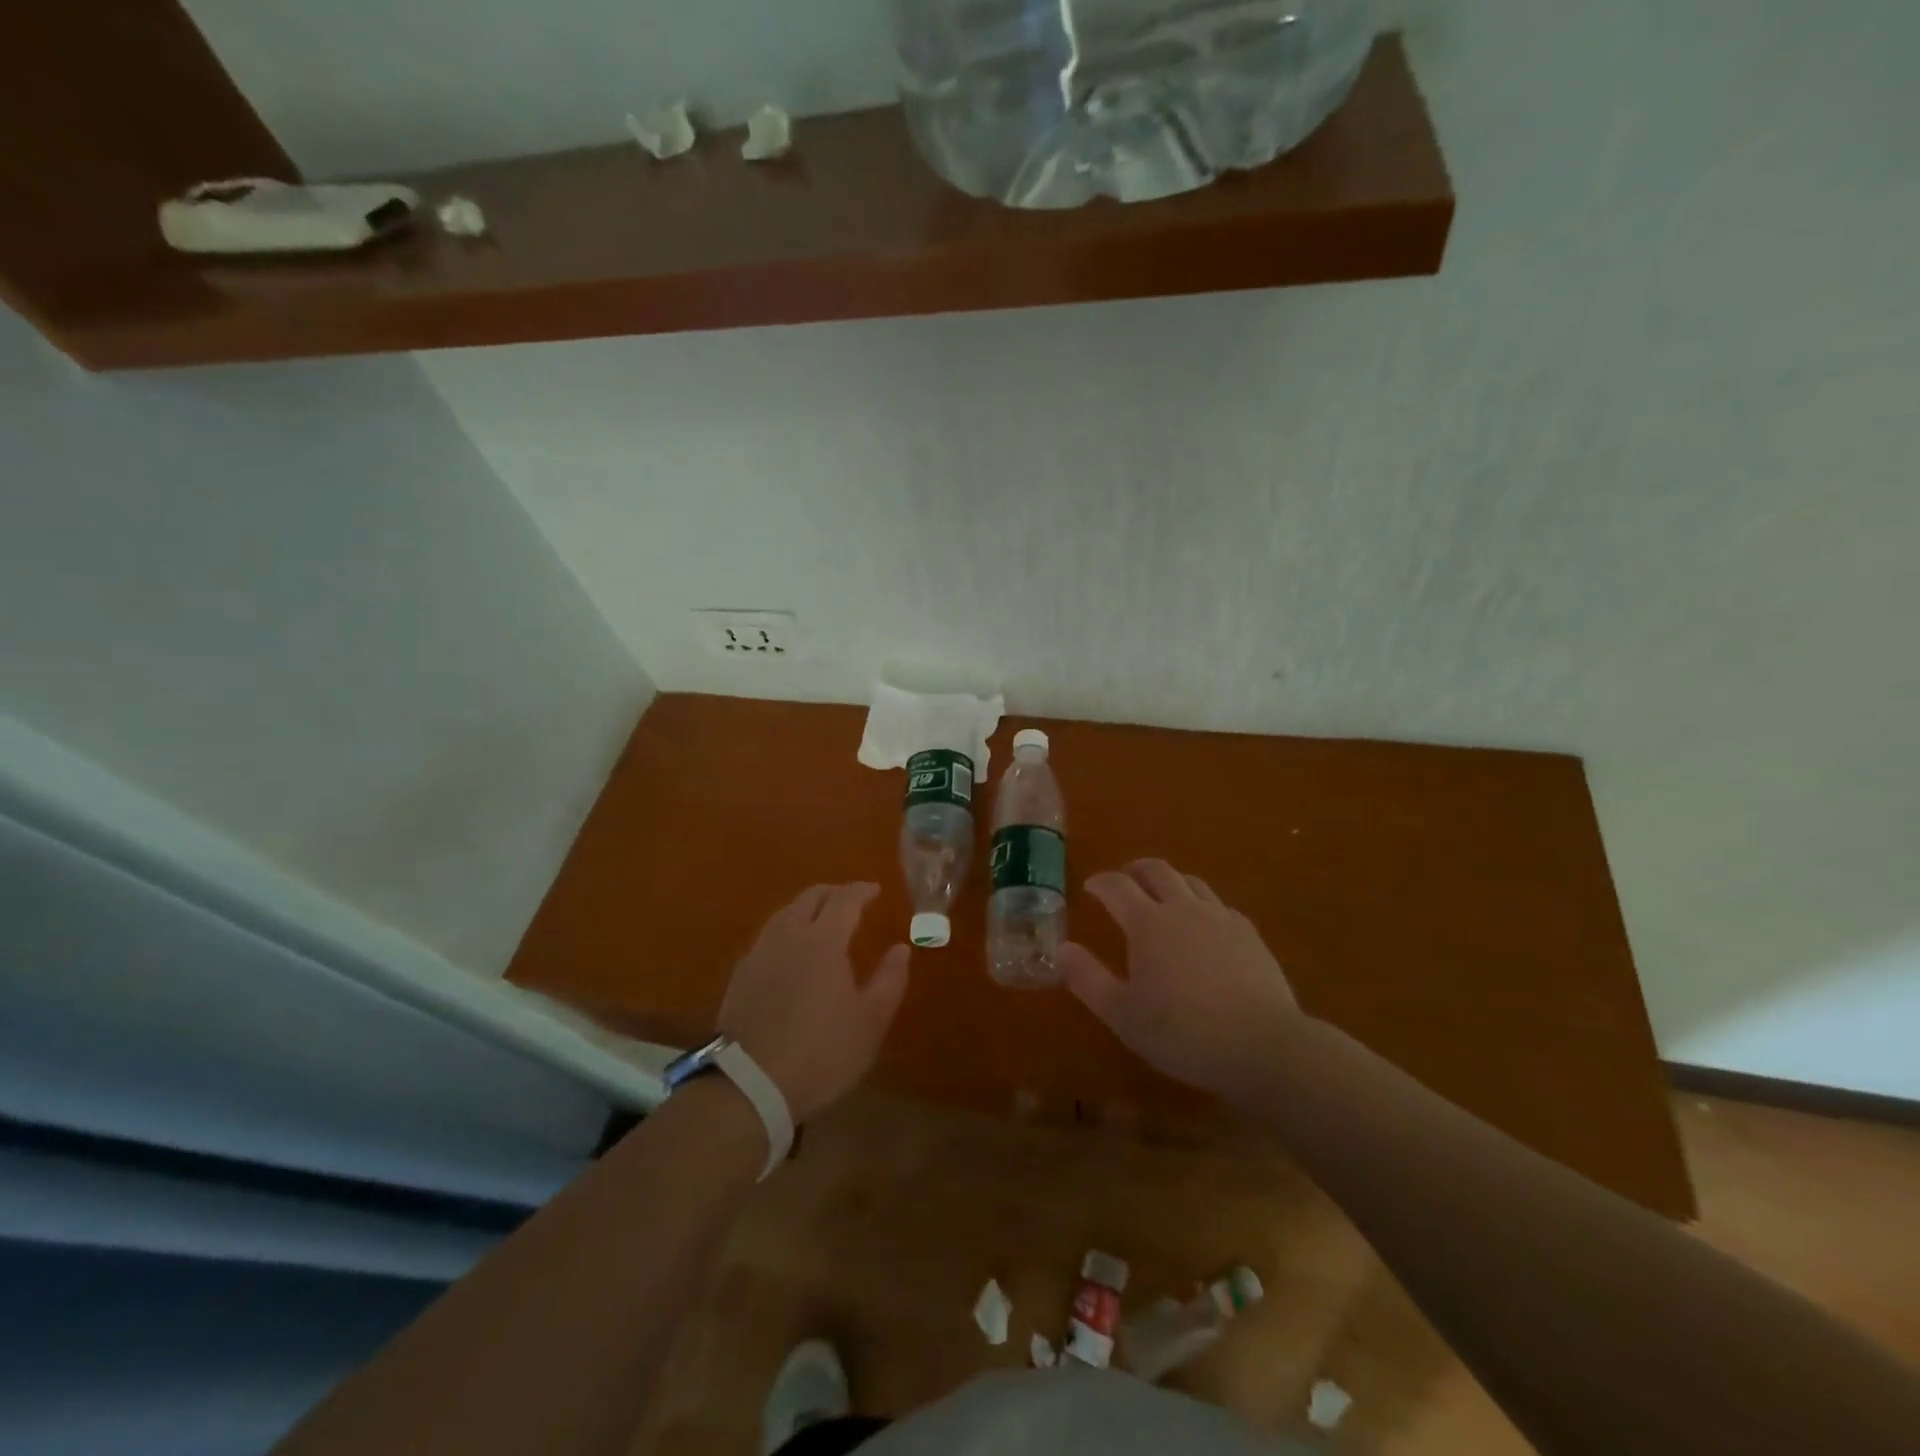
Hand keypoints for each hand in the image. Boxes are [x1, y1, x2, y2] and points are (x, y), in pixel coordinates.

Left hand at [718, 883, 909, 1122]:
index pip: (844, 900)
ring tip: (821, 920)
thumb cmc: (821, 1052)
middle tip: (850, 899)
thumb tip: (901, 949)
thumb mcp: (870, 1022)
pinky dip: (786, 930)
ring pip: (784, 914)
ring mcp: (759, 954)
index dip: (861, 891)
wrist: (750, 1084)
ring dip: (806, 908)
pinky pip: (768, 936)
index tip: (875, 890)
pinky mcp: (740, 975)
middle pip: (809, 898)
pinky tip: (791, 950)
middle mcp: (788, 936)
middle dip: (833, 893)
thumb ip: (889, 980)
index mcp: (823, 941)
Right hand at [1058, 860, 1302, 1102]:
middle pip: (1157, 871)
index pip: (1116, 886)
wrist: (1262, 1046)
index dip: (1100, 882)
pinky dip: (1202, 906)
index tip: (1090, 886)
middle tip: (1124, 880)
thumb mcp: (1122, 1014)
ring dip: (1170, 882)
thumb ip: (1088, 979)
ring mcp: (1221, 918)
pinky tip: (1204, 927)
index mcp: (1148, 923)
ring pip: (1191, 882)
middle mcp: (1183, 909)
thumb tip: (1063, 948)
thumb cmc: (1182, 1032)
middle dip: (1135, 870)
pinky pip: (1220, 906)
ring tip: (1162, 897)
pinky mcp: (1250, 934)